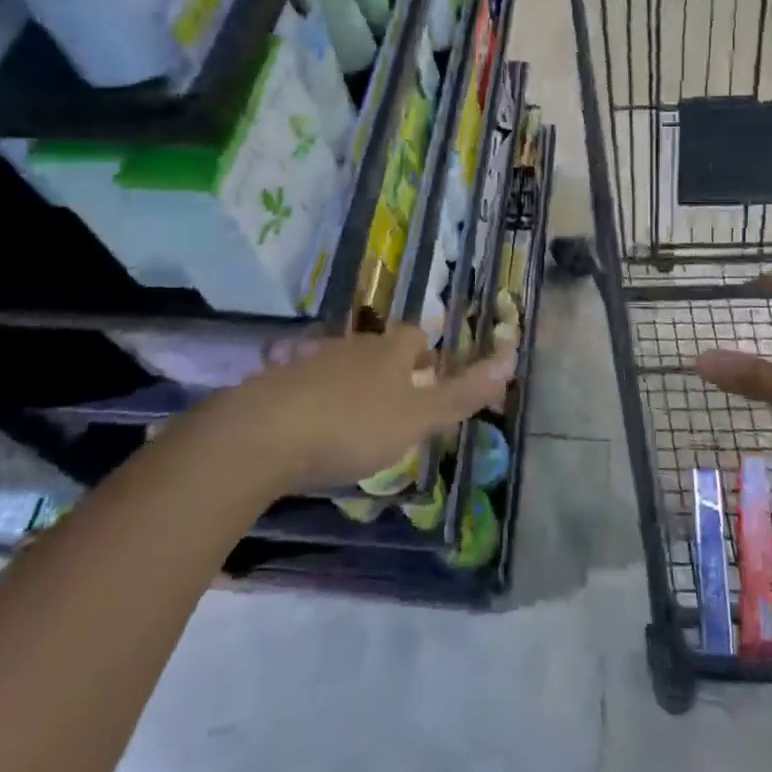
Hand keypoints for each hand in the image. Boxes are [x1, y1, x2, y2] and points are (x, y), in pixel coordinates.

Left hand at [208, 325, 515, 493]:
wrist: (261, 435)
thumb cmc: (351, 426)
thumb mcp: (417, 418)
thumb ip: (462, 393)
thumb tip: (511, 357)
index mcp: (389, 351)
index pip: (416, 336)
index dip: (427, 352)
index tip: (431, 374)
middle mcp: (352, 346)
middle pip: (379, 348)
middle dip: (391, 368)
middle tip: (398, 400)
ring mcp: (311, 360)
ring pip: (342, 363)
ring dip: (353, 382)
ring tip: (358, 416)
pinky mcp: (275, 382)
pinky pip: (305, 383)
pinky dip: (316, 398)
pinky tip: (311, 425)